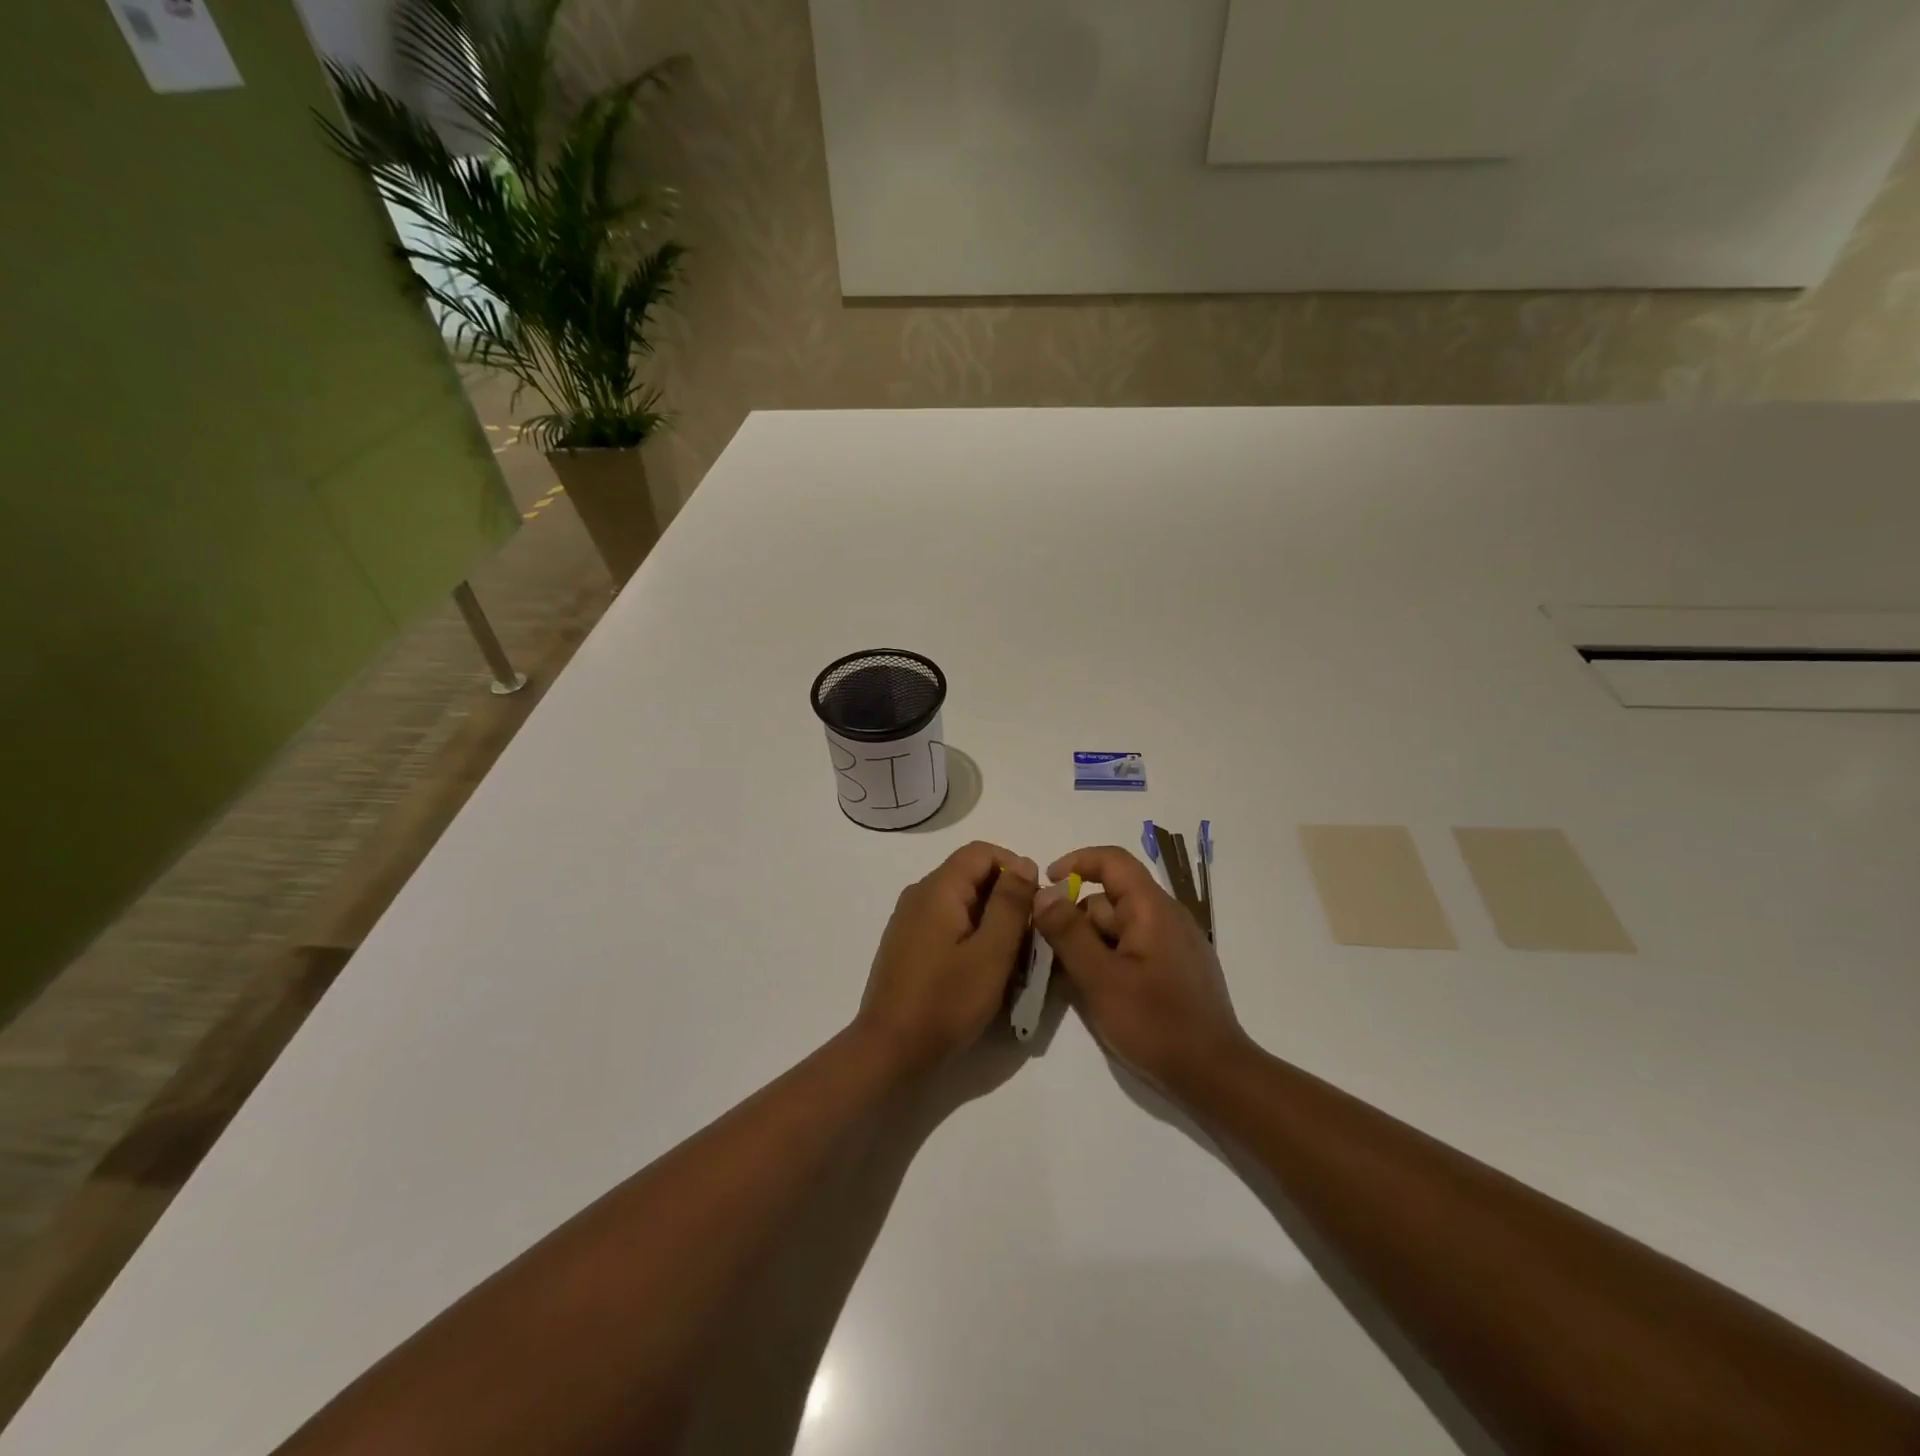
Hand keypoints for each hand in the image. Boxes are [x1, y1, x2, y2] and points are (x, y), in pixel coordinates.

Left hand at [854, 842, 1037, 1075]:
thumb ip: (1010, 903)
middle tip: (1029, 938)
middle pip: (971, 875)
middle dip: (1006, 899)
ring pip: (961, 902)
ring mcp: (909, 920)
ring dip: (991, 921)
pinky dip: (971, 936)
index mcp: (938, 889)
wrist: (890, 1050)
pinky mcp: (907, 944)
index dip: (1015, 868)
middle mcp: (919, 895)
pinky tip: (981, 970)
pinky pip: (946, 923)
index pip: (982, 852)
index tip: (1035, 905)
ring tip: (1010, 959)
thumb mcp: (992, 952)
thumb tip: (1024, 863)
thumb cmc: (946, 1001)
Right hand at [1033, 845, 1251, 1091]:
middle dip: (1076, 921)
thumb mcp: (1100, 978)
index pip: (1112, 861)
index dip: (1076, 862)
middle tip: (1049, 955)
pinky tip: (1096, 994)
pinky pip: (1132, 949)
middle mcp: (1166, 917)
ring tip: (1070, 982)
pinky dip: (1108, 961)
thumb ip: (1068, 933)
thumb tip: (1044, 893)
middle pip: (1109, 899)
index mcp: (1152, 908)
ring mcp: (1173, 944)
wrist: (1214, 1076)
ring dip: (1089, 946)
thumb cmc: (1155, 1023)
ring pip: (1117, 928)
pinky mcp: (1175, 969)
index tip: (1046, 884)